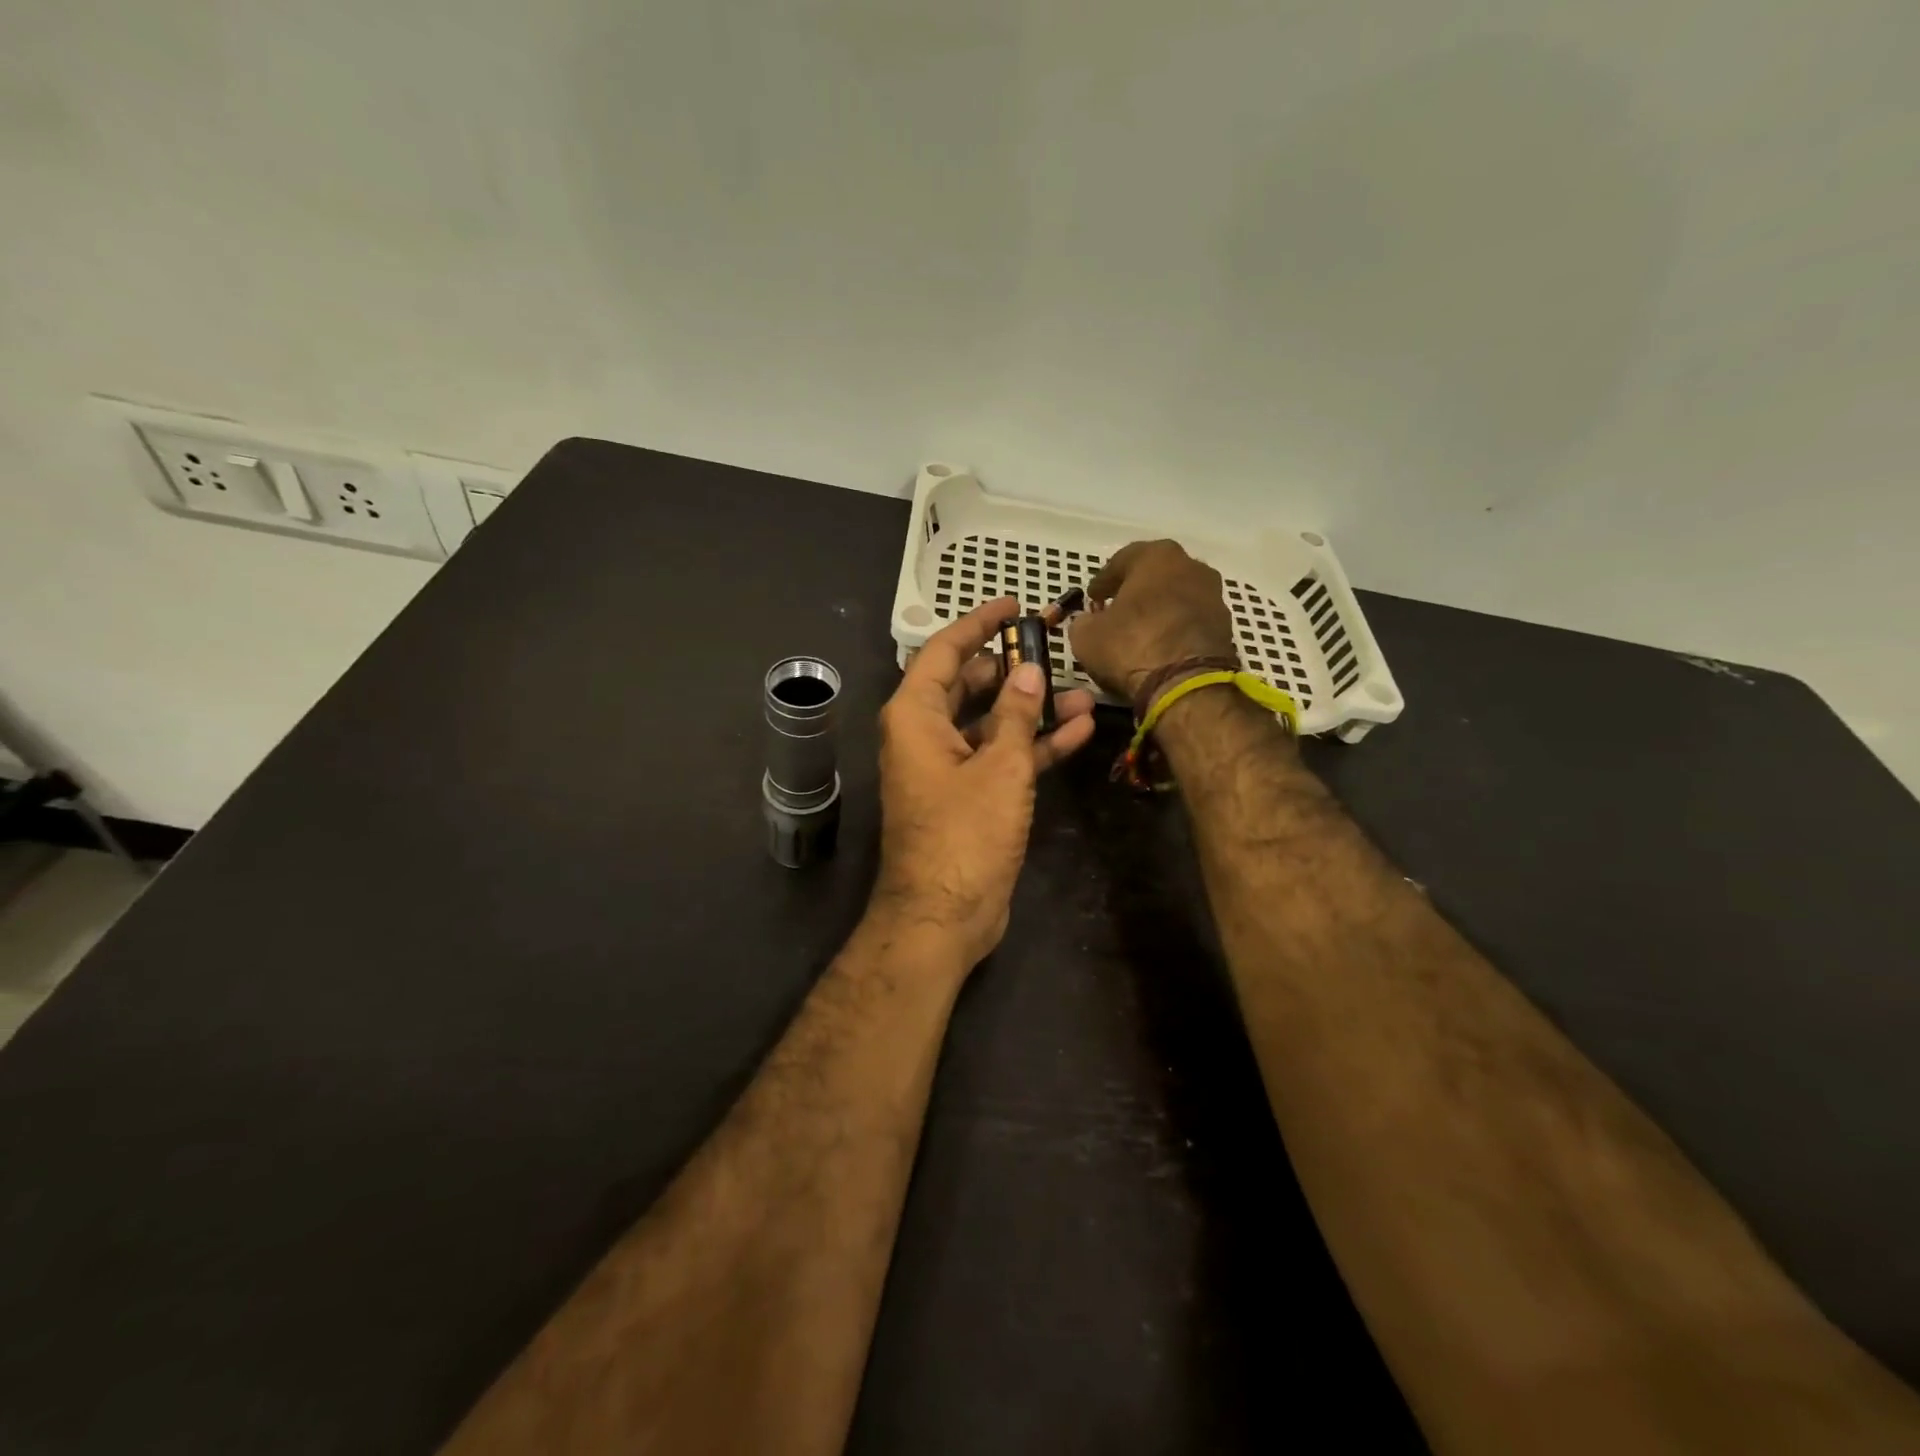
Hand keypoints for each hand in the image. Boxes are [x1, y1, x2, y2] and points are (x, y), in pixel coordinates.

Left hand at [873, 597, 1096, 968]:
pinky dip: (1032, 745)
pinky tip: (1076, 732)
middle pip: (970, 684)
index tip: (1012, 604)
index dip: (978, 623)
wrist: (944, 915)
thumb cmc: (964, 833)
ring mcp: (948, 765)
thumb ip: (1014, 713)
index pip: (945, 651)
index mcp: (915, 715)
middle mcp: (925, 733)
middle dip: (1013, 668)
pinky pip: (1000, 756)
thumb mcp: (998, 767)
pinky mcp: (970, 795)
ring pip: (991, 722)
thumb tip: (1027, 669)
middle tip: (1056, 649)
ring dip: (1031, 710)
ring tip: (1081, 695)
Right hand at [1069, 540, 1237, 697]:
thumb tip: (1089, 621)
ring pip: (1176, 596)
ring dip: (1158, 609)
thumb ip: (1084, 621)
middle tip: (1116, 610)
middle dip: (1135, 591)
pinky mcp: (1226, 626)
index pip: (1122, 561)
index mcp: (1157, 556)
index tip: (1092, 599)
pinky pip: (1191, 620)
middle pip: (1155, 575)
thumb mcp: (1086, 635)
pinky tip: (1160, 646)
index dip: (1103, 582)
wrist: (1186, 684)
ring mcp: (1214, 595)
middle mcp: (1191, 566)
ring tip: (1139, 632)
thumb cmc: (1131, 646)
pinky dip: (1175, 628)